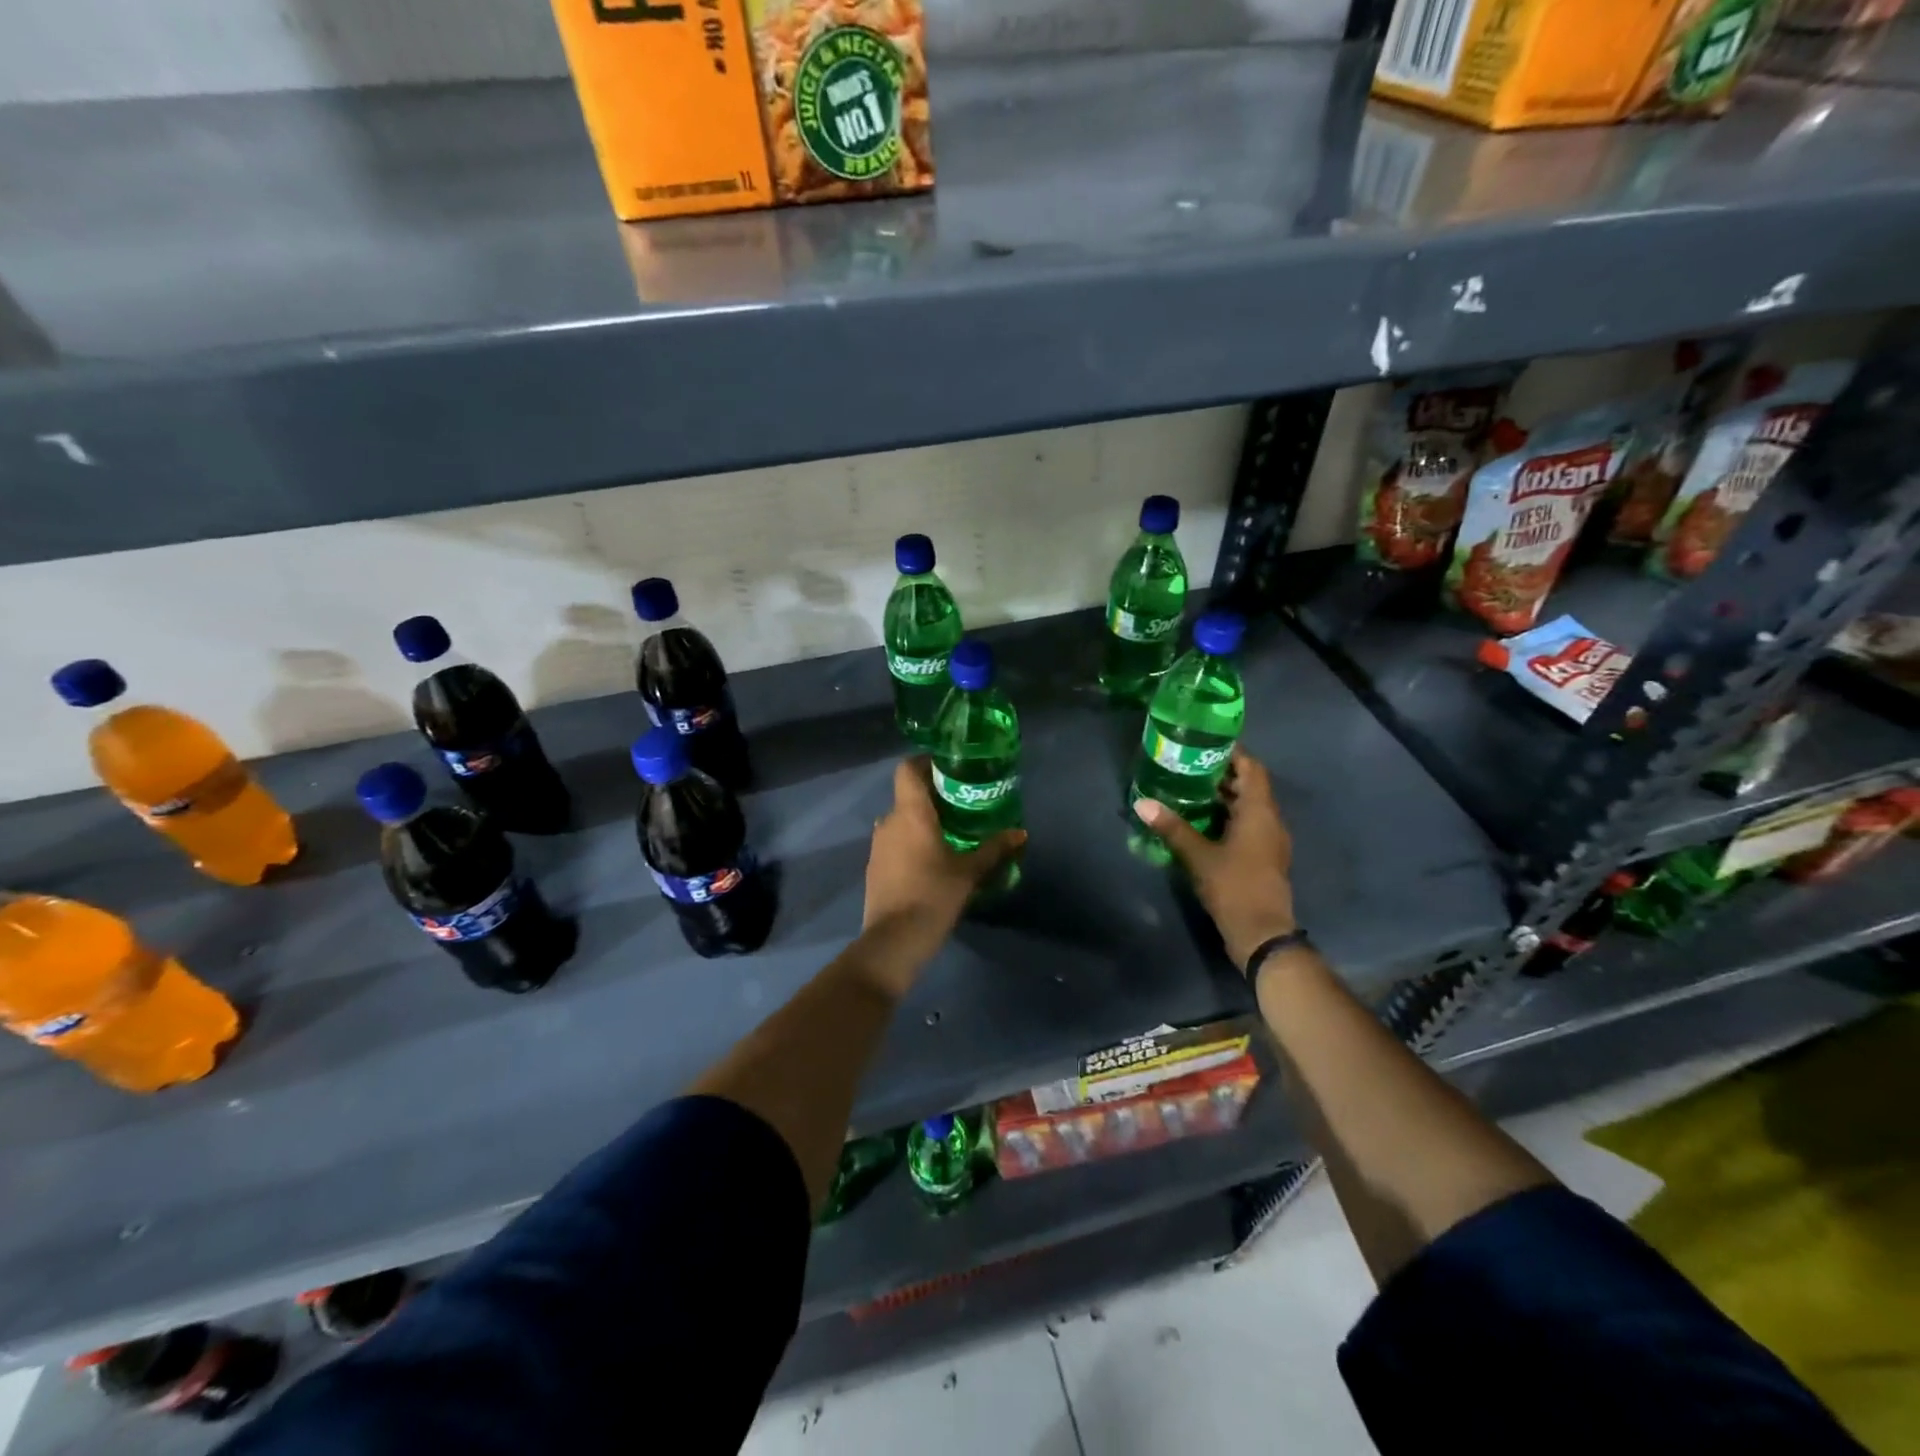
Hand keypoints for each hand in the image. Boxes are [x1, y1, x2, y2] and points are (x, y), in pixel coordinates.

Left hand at [862, 757, 1026, 971]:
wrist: (894, 940)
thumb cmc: (933, 895)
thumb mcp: (969, 872)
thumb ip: (994, 849)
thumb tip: (1020, 833)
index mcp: (910, 813)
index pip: (907, 769)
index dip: (925, 762)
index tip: (949, 768)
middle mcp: (888, 821)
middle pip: (907, 795)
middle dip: (932, 796)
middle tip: (961, 803)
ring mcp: (878, 845)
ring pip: (900, 820)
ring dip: (921, 821)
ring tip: (950, 832)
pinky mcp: (874, 867)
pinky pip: (894, 842)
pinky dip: (911, 842)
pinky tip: (931, 860)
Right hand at [1133, 747, 1296, 975]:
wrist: (1262, 933)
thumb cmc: (1234, 887)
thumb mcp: (1198, 855)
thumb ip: (1172, 827)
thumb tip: (1142, 803)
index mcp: (1260, 811)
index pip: (1252, 768)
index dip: (1232, 752)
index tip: (1204, 743)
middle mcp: (1270, 820)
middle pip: (1250, 785)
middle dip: (1222, 773)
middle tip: (1187, 764)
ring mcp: (1269, 840)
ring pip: (1248, 807)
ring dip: (1223, 796)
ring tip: (1188, 788)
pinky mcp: (1263, 857)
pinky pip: (1247, 825)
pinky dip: (1227, 816)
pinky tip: (1200, 821)